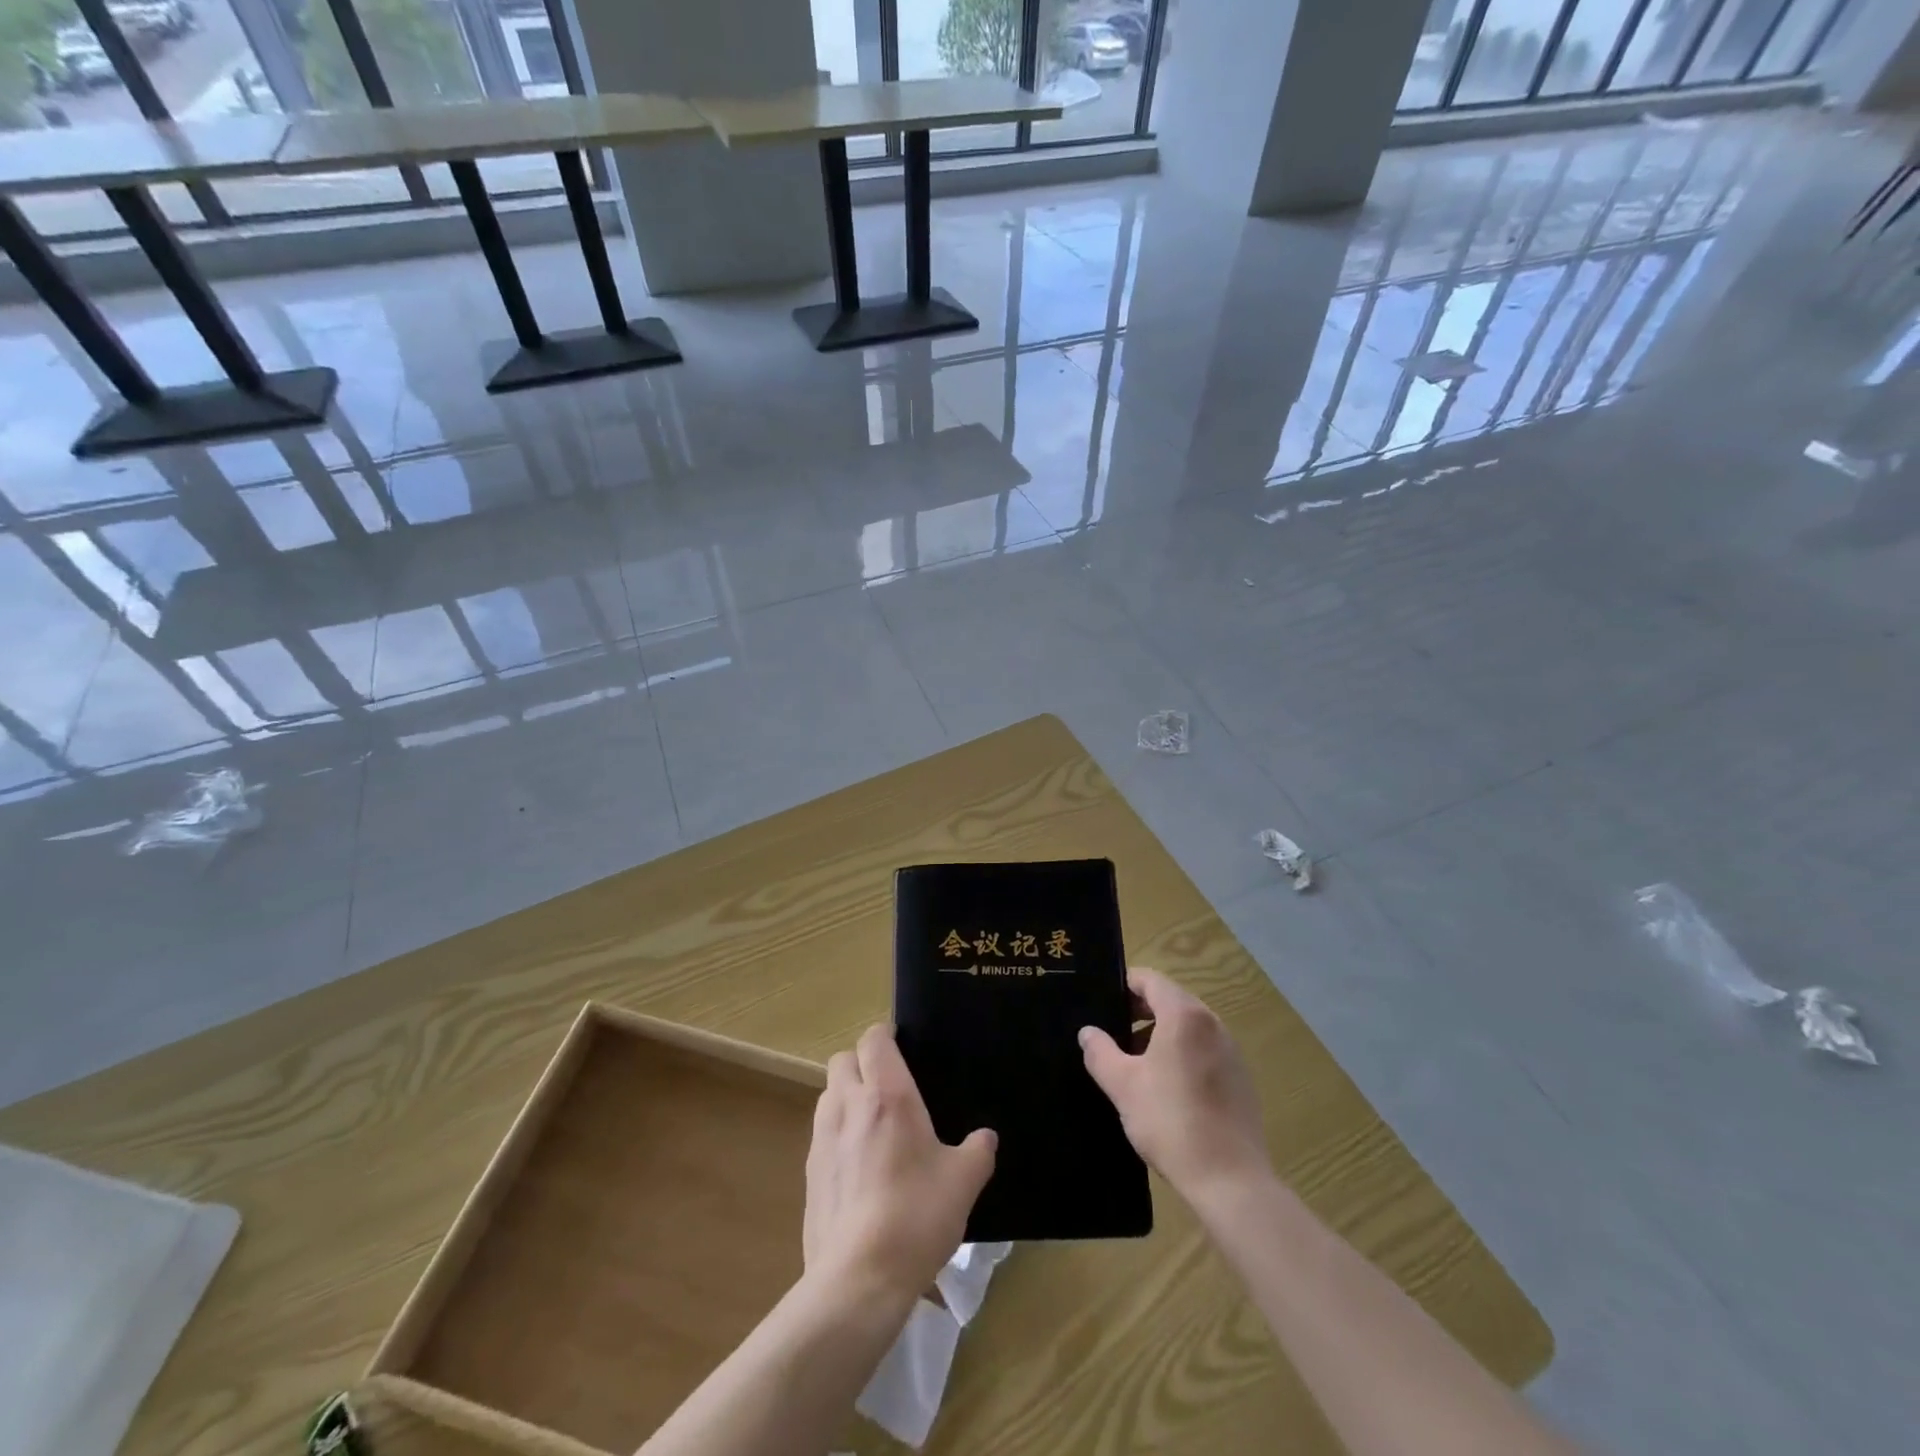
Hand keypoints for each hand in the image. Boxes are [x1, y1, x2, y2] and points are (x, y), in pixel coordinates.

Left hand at [803, 1025, 996, 1306]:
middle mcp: (849, 1105)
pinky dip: (837, 1135)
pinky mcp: (809, 1173)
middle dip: (862, 1063)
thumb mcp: (963, 1182)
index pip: (874, 1039)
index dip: (885, 1035)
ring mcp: (822, 1138)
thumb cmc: (916, 1216)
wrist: (859, 1278)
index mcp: (887, 1095)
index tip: (903, 1046)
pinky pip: (822, 1134)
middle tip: (888, 1086)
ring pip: (828, 1095)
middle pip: (842, 1060)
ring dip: (846, 1096)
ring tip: (873, 1125)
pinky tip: (859, 1168)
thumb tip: (986, 1138)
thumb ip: (978, 1152)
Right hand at [1080, 968, 1270, 1201]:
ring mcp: (1231, 1051)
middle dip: (1139, 1011)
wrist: (1230, 1181)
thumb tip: (1088, 1032)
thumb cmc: (1171, 1122)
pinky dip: (1181, 1054)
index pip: (1150, 980)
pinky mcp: (1241, 1078)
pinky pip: (1204, 1050)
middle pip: (1171, 1000)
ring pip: (1188, 1027)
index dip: (1123, 985)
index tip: (1101, 1001)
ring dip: (1159, 1034)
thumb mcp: (1122, 1085)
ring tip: (1134, 1063)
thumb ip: (1100, 1052)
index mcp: (1185, 1016)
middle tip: (1111, 1032)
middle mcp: (1212, 1024)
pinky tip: (1165, 1088)